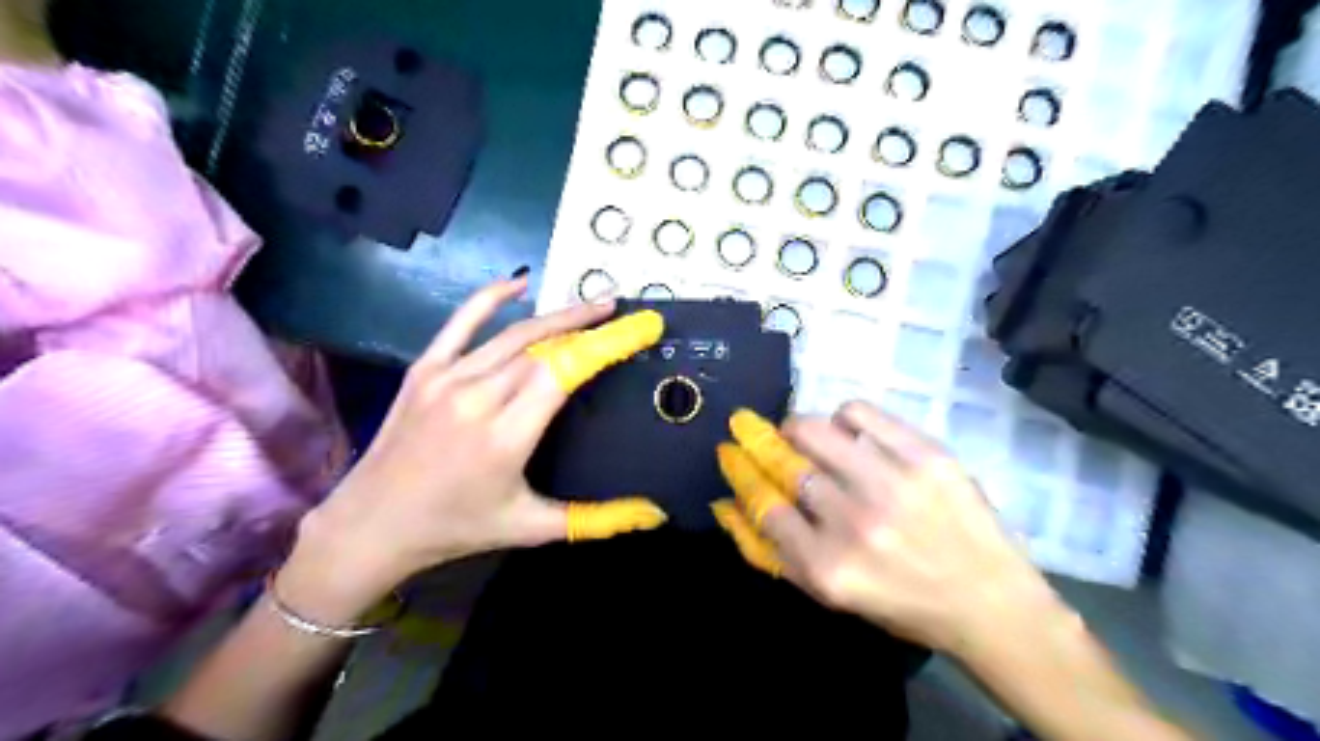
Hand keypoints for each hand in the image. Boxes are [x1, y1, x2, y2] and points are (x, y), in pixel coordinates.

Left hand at [302, 277, 671, 601]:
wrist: (371, 524)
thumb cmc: (456, 527)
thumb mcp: (530, 527)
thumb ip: (596, 519)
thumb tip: (654, 515)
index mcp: (507, 435)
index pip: (567, 372)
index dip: (607, 343)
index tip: (640, 326)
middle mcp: (479, 397)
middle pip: (545, 346)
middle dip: (589, 326)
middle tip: (622, 314)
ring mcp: (447, 378)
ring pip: (514, 334)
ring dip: (557, 316)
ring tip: (593, 305)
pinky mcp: (424, 370)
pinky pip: (461, 322)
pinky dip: (491, 298)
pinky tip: (520, 283)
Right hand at [712, 402, 1052, 657]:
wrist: (989, 601)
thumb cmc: (901, 603)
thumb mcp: (828, 594)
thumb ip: (772, 552)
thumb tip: (726, 504)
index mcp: (827, 566)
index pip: (763, 504)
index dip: (740, 472)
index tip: (730, 452)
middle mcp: (854, 523)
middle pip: (785, 463)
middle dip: (759, 441)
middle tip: (753, 429)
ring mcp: (891, 484)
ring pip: (815, 430)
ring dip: (797, 427)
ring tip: (802, 433)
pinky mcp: (925, 456)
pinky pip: (860, 413)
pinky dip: (843, 416)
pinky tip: (848, 432)